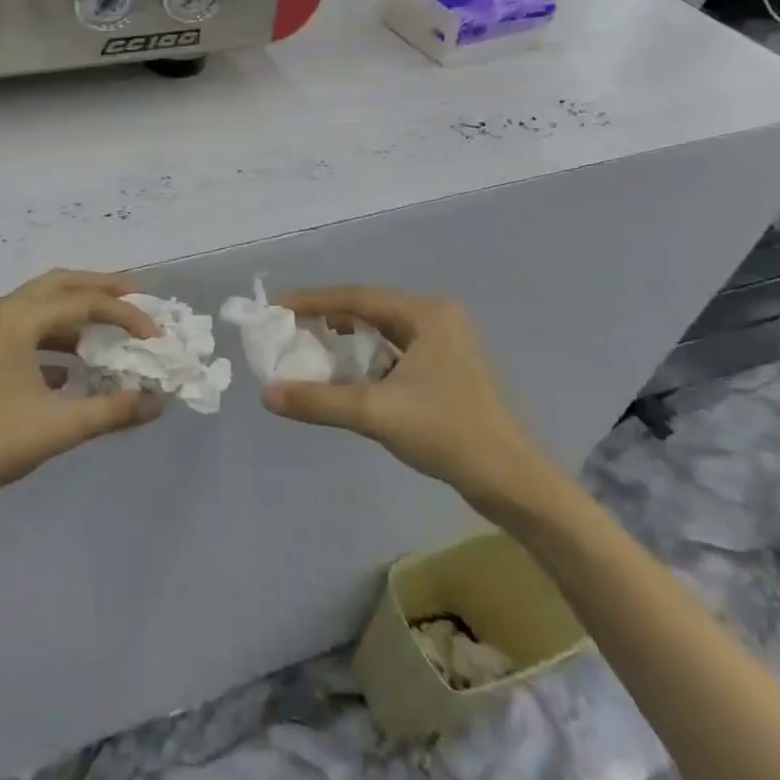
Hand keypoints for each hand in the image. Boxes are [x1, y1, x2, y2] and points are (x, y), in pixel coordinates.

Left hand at [0, 270, 163, 521]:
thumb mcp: (58, 428)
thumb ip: (112, 411)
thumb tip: (156, 403)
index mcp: (18, 319)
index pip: (85, 302)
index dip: (127, 316)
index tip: (157, 337)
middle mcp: (1, 312)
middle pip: (60, 285)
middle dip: (101, 289)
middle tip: (139, 298)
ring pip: (41, 307)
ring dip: (77, 314)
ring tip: (112, 330)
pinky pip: (25, 331)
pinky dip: (55, 339)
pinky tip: (72, 371)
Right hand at [262, 287, 564, 526]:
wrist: (512, 482)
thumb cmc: (448, 433)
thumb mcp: (376, 413)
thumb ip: (319, 401)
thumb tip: (267, 394)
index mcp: (426, 313)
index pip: (356, 297)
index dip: (311, 301)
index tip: (275, 309)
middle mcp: (436, 319)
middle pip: (368, 311)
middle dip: (326, 321)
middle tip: (287, 332)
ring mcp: (445, 345)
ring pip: (381, 333)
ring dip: (345, 342)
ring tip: (308, 352)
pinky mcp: (446, 371)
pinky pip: (393, 353)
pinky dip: (365, 361)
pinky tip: (345, 378)